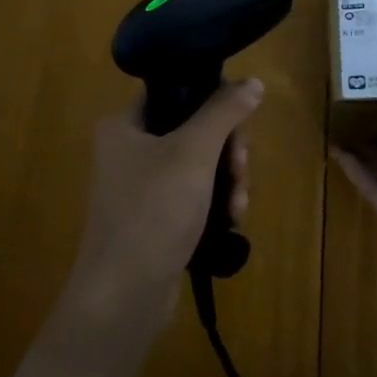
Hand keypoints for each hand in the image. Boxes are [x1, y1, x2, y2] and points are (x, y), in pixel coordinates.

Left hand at [64, 79, 262, 337]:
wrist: (124, 295)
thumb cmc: (153, 211)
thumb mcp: (192, 153)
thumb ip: (223, 111)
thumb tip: (252, 81)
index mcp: (125, 125)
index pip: (176, 92)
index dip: (213, 102)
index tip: (238, 127)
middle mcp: (129, 150)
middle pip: (194, 131)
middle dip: (227, 153)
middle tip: (239, 172)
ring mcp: (142, 188)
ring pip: (200, 166)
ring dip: (227, 182)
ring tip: (236, 208)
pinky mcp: (155, 219)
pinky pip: (194, 196)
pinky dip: (215, 205)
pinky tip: (230, 223)